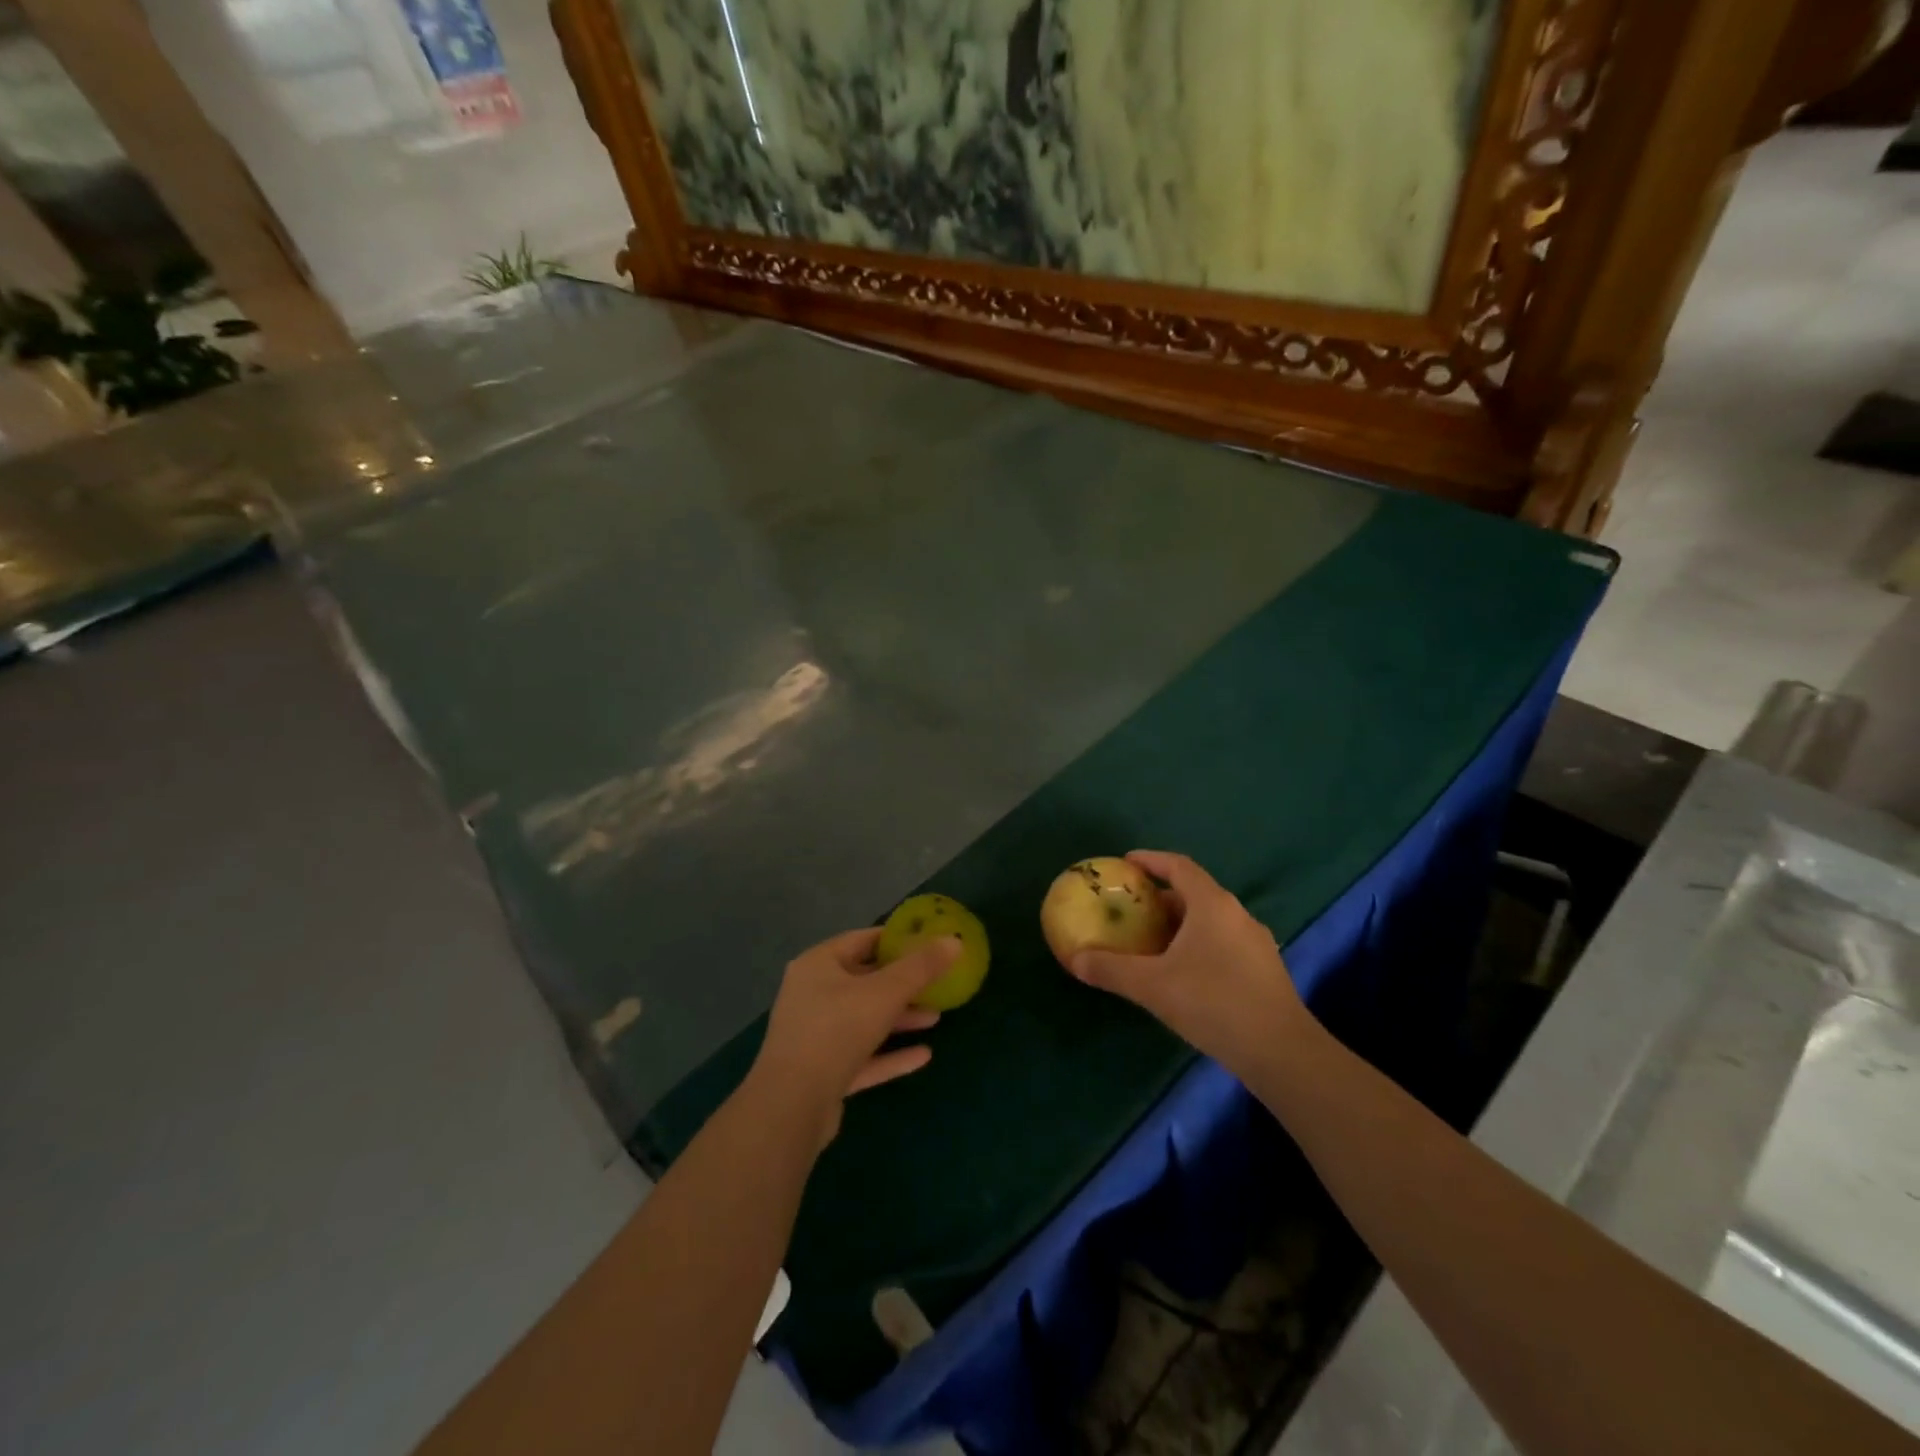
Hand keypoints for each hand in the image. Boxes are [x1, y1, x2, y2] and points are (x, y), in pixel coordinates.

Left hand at [747, 927, 958, 1148]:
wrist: (791, 1106)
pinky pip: (862, 1056)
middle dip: (903, 983)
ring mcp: (814, 1036)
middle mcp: (811, 995)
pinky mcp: (821, 1073)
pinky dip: (889, 1054)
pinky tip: (923, 1056)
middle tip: (936, 982)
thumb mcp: (885, 992)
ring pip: (864, 1019)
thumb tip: (954, 940)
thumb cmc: (837, 1030)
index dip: (896, 940)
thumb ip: (921, 967)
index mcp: (818, 965)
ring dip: (899, 1018)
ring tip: (935, 1018)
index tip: (928, 943)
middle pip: (864, 981)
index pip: (862, 940)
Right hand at [1068, 851, 1310, 1073]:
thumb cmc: (1213, 1003)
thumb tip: (1074, 959)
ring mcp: (1255, 942)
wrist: (1281, 1052)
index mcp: (1212, 905)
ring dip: (1179, 924)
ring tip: (1150, 941)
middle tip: (1131, 909)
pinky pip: (1222, 943)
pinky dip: (1197, 945)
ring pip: (1210, 921)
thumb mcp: (1152, 986)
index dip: (1151, 860)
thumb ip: (1111, 969)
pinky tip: (1181, 973)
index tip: (1126, 863)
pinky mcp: (1264, 970)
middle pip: (1194, 893)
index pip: (1179, 866)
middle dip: (1160, 898)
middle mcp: (1237, 914)